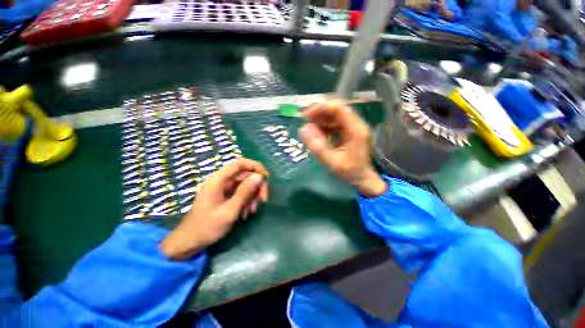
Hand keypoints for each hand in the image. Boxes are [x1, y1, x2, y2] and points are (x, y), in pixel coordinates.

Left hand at [160, 158, 267, 259]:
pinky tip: (246, 212)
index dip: (255, 166)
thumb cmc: (207, 227)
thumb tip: (259, 176)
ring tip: (252, 210)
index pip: (240, 163)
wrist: (189, 242)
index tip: (266, 177)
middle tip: (263, 200)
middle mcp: (221, 180)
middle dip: (256, 186)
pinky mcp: (224, 195)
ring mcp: (223, 188)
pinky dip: (246, 200)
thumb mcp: (229, 210)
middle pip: (245, 174)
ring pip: (245, 184)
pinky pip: (240, 192)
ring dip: (252, 195)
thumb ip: (244, 192)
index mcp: (218, 180)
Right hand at [299, 101, 386, 197]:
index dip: (321, 108)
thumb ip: (318, 146)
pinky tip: (317, 132)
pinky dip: (324, 126)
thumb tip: (303, 128)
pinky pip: (335, 124)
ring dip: (321, 118)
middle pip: (337, 109)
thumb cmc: (349, 172)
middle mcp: (356, 125)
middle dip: (319, 112)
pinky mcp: (349, 132)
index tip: (306, 115)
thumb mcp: (332, 161)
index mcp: (355, 130)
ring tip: (309, 126)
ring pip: (335, 116)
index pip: (338, 109)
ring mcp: (353, 128)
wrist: (363, 179)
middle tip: (304, 119)